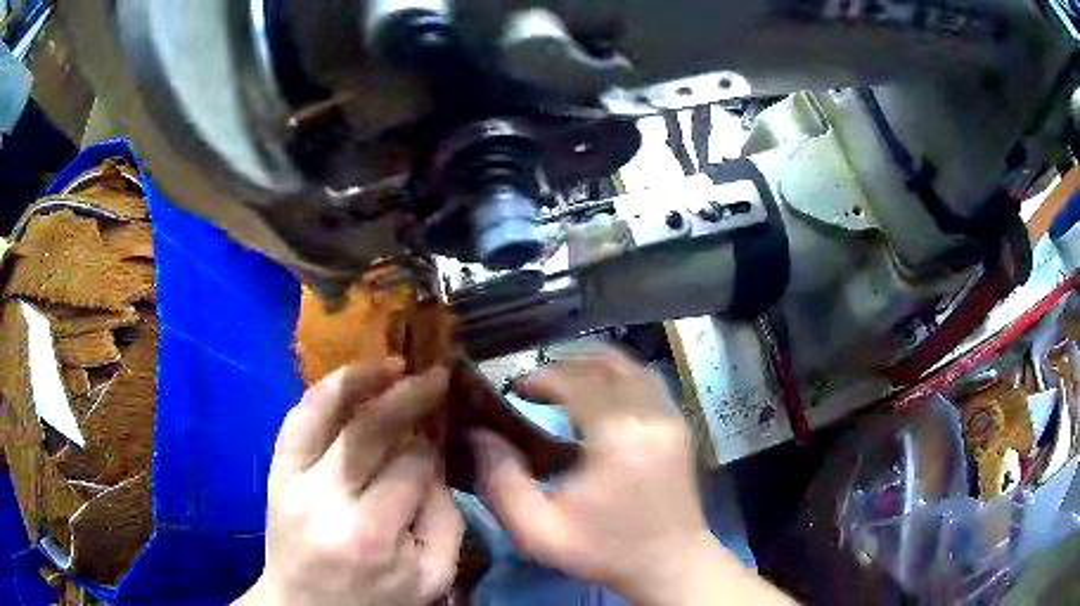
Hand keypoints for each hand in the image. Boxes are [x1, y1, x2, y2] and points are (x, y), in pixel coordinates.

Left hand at [237, 360, 463, 605]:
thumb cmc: (375, 600)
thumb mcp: (431, 578)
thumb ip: (446, 520)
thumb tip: (436, 462)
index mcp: (372, 535)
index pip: (412, 467)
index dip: (432, 449)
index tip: (440, 443)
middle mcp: (327, 501)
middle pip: (372, 431)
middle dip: (410, 396)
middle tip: (436, 377)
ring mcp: (293, 482)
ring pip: (327, 413)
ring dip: (363, 380)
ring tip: (394, 364)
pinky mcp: (276, 473)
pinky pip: (296, 420)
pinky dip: (323, 392)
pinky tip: (350, 378)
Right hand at [471, 345, 791, 605]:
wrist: (670, 565)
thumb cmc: (605, 550)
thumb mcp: (539, 530)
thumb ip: (502, 483)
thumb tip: (482, 437)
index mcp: (617, 436)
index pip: (576, 381)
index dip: (542, 377)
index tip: (516, 388)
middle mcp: (649, 415)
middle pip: (606, 365)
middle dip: (566, 365)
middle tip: (537, 384)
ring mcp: (671, 418)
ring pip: (631, 368)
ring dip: (594, 366)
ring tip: (565, 382)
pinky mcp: (679, 427)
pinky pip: (649, 383)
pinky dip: (620, 378)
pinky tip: (602, 397)